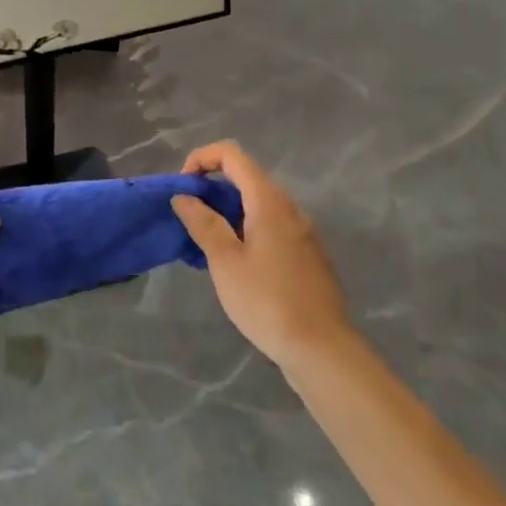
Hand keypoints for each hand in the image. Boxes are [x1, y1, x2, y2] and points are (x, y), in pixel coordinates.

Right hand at [173, 141, 352, 372]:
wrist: (322, 349)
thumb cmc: (267, 301)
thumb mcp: (225, 261)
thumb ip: (203, 223)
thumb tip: (184, 196)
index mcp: (269, 201)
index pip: (232, 155)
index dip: (202, 159)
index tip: (183, 187)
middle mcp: (290, 208)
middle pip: (246, 177)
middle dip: (212, 187)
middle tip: (189, 217)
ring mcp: (303, 232)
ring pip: (259, 204)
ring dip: (228, 211)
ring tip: (206, 243)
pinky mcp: (307, 255)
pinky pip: (271, 226)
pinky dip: (247, 229)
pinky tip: (235, 264)